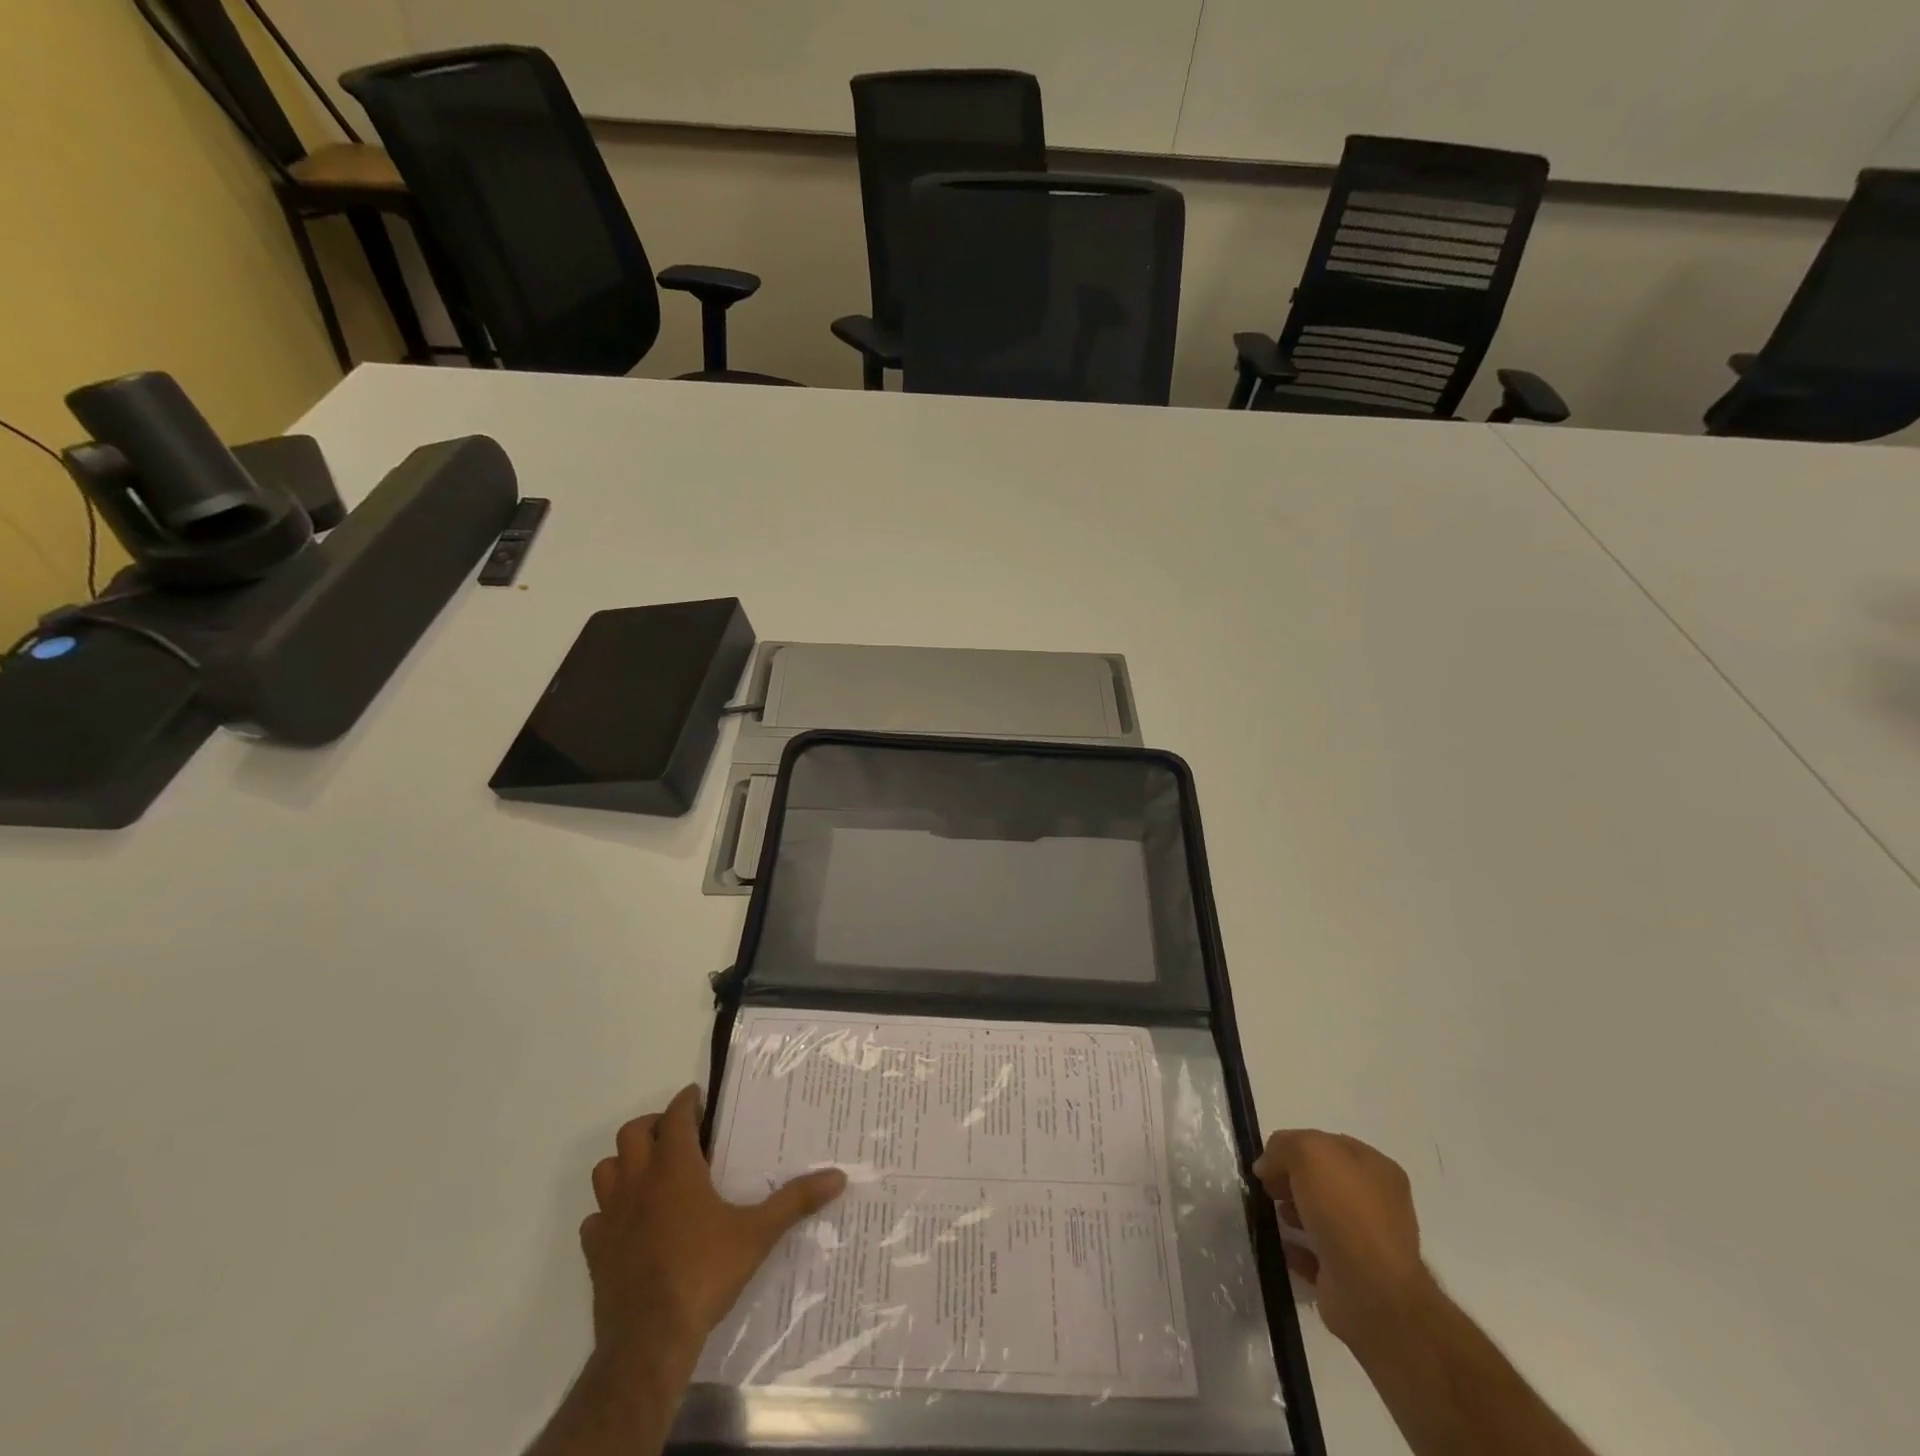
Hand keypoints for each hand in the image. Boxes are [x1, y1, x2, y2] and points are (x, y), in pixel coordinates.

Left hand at [579, 1084, 847, 1368]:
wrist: (649, 1341)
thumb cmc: (704, 1273)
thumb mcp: (757, 1234)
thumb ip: (795, 1201)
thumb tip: (838, 1177)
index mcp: (675, 1168)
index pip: (675, 1115)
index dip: (686, 1101)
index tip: (699, 1098)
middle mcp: (639, 1182)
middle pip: (632, 1133)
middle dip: (653, 1125)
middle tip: (678, 1134)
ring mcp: (612, 1217)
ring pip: (605, 1170)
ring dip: (624, 1163)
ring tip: (650, 1172)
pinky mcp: (596, 1252)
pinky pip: (594, 1219)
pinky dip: (608, 1213)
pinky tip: (629, 1225)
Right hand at [1253, 1130, 1434, 1351]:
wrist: (1372, 1294)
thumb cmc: (1345, 1211)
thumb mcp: (1308, 1153)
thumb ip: (1283, 1146)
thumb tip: (1267, 1166)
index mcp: (1377, 1169)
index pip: (1328, 1144)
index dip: (1294, 1146)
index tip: (1268, 1159)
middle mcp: (1378, 1203)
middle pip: (1323, 1180)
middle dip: (1291, 1179)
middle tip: (1268, 1187)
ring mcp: (1368, 1242)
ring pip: (1320, 1216)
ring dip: (1293, 1212)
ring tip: (1273, 1215)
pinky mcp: (1352, 1276)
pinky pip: (1316, 1254)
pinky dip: (1296, 1248)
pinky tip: (1281, 1245)